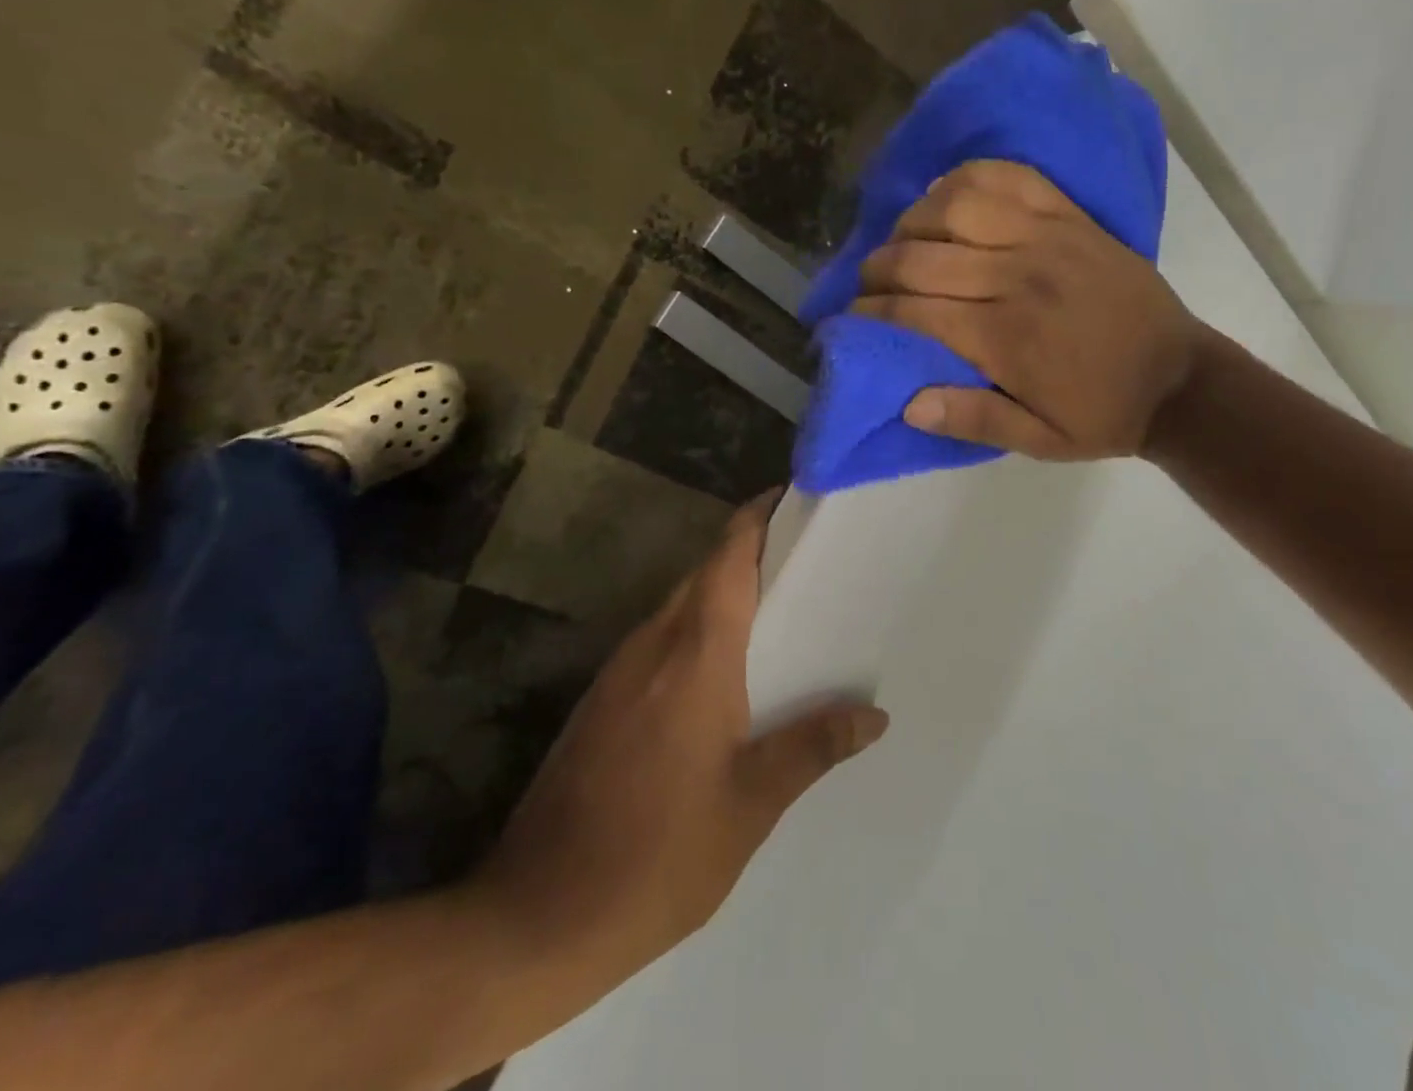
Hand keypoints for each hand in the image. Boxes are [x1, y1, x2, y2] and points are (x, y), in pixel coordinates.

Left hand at [471, 493, 888, 982]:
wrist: (537, 915)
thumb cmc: (659, 855)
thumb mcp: (750, 805)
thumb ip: (812, 747)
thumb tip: (875, 715)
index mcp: (695, 655)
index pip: (727, 557)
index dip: (756, 517)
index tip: (792, 498)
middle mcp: (653, 646)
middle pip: (705, 573)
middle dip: (749, 552)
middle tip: (806, 558)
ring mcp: (620, 672)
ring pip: (680, 605)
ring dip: (723, 593)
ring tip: (779, 608)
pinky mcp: (602, 700)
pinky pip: (660, 641)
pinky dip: (697, 631)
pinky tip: (725, 670)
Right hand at [853, 160, 1204, 459]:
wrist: (1180, 381)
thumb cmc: (1102, 414)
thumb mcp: (1039, 441)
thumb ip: (974, 420)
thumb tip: (908, 402)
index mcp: (1006, 338)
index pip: (914, 311)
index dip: (871, 312)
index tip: (850, 317)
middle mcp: (1018, 278)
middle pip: (922, 256)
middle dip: (878, 268)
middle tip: (867, 283)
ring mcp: (1047, 238)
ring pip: (957, 205)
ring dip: (915, 219)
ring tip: (905, 240)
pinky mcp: (1071, 217)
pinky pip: (1010, 177)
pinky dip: (969, 178)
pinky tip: (948, 195)